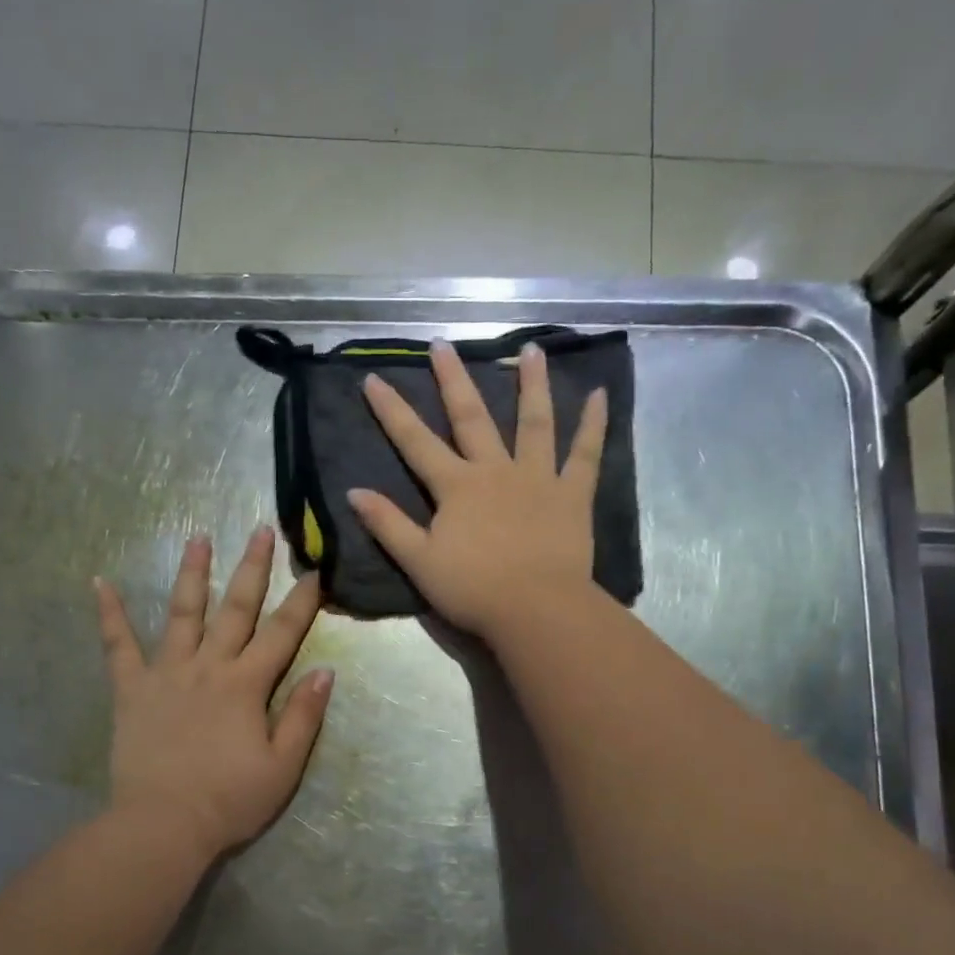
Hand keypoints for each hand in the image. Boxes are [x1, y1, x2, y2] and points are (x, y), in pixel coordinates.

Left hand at [95, 528, 331, 858]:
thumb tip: (325, 671)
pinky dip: (109, 613)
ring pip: (182, 613)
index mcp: (247, 685)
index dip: (302, 602)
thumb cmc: (230, 800)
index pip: (283, 633)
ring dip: (192, 573)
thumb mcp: (283, 766)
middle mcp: (209, 666)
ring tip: (198, 538)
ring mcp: (166, 673)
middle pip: (235, 608)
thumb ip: (304, 716)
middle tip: (260, 531)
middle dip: (252, 568)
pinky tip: (99, 583)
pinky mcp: (131, 689)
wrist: (163, 825)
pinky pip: (117, 646)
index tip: (314, 571)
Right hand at [348, 339, 606, 638]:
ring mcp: (538, 478)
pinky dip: (594, 424)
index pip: (416, 442)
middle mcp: (495, 470)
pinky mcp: (572, 495)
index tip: (373, 377)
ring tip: (531, 349)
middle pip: (472, 418)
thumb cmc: (473, 590)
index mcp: (456, 487)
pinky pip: (585, 454)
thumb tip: (353, 491)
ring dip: (531, 384)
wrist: (535, 610)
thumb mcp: (419, 562)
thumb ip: (388, 525)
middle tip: (444, 344)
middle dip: (453, 380)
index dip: (392, 411)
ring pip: (534, 422)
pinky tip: (600, 395)